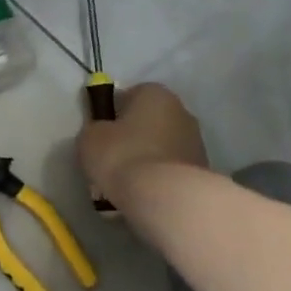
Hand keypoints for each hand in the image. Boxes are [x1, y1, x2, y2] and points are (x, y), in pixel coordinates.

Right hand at [78, 82, 207, 201]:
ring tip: (124, 187)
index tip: (99, 136)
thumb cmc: (122, 156)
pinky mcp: (201, 171)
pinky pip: (169, 171)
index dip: (111, 115)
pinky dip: (156, 181)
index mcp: (154, 94)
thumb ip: (95, 129)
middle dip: (129, 141)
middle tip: (110, 163)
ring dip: (143, 163)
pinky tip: (141, 197)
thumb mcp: (89, 138)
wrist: (165, 196)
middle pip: (146, 123)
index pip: (128, 96)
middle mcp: (181, 111)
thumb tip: (102, 133)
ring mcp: (195, 142)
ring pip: (158, 149)